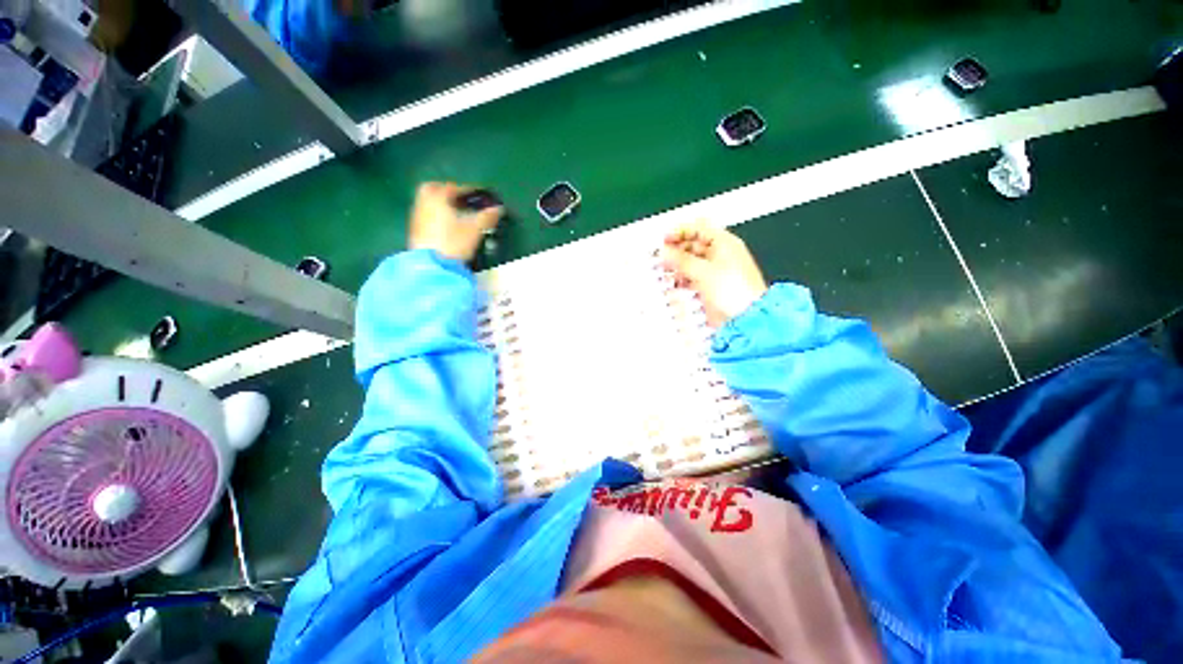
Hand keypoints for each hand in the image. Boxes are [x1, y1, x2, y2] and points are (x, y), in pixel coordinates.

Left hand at [408, 182, 503, 262]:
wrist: (431, 265)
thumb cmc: (454, 242)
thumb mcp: (475, 229)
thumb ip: (487, 217)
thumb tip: (500, 208)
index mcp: (437, 197)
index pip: (453, 187)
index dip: (468, 189)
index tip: (479, 194)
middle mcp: (423, 203)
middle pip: (433, 189)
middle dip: (446, 191)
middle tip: (460, 198)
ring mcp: (417, 217)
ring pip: (428, 202)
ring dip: (441, 204)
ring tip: (456, 213)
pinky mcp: (415, 231)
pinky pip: (426, 215)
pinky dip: (436, 215)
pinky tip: (446, 225)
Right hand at [660, 222, 767, 327]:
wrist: (746, 316)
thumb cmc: (734, 290)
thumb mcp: (703, 271)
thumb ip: (681, 260)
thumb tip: (665, 251)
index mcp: (724, 243)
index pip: (699, 228)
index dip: (680, 231)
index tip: (664, 239)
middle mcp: (721, 254)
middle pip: (694, 245)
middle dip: (676, 249)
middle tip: (660, 255)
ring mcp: (716, 270)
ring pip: (692, 262)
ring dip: (677, 265)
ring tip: (663, 269)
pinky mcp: (712, 285)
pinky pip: (694, 276)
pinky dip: (683, 278)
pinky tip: (673, 282)